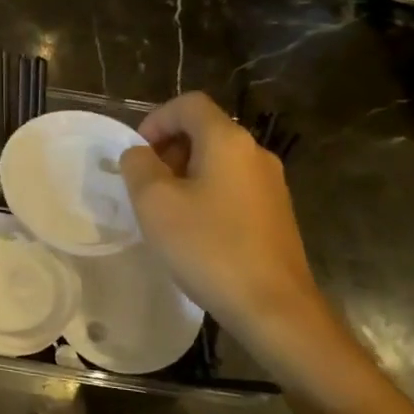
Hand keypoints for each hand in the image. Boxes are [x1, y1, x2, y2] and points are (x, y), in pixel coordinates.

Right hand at [119, 93, 344, 377]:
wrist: (274, 308)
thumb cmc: (209, 248)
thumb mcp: (155, 203)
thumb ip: (138, 166)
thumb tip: (140, 154)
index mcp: (228, 140)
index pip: (189, 104)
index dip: (156, 120)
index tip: (137, 153)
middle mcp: (255, 153)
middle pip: (205, 130)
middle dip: (169, 148)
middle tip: (146, 184)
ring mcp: (271, 184)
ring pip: (219, 160)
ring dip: (186, 174)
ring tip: (166, 211)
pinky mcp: (276, 213)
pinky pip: (233, 186)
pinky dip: (207, 194)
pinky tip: (195, 231)